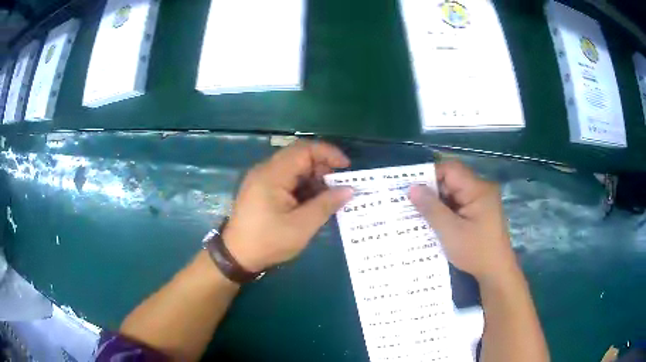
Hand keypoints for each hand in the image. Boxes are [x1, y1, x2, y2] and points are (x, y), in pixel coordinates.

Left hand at [223, 141, 353, 272]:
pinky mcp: (261, 188)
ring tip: (328, 197)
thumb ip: (326, 205)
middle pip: (299, 156)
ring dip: (313, 178)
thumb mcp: (301, 226)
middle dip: (323, 167)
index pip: (304, 150)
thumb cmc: (268, 242)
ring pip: (294, 167)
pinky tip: (312, 202)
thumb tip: (349, 190)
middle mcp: (265, 170)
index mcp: (272, 175)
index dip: (328, 153)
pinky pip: (286, 178)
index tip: (346, 167)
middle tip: (339, 186)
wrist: (236, 256)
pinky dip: (302, 186)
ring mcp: (262, 178)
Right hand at [409, 161, 516, 282]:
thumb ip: (431, 208)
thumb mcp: (450, 232)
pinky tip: (434, 222)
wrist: (496, 272)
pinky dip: (446, 210)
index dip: (430, 176)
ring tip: (419, 214)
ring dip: (438, 202)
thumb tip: (412, 188)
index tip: (412, 190)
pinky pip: (459, 203)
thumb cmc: (475, 252)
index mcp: (478, 189)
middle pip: (452, 180)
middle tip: (412, 204)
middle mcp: (481, 189)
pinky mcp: (479, 211)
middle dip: (432, 191)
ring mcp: (481, 200)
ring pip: (454, 192)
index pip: (451, 169)